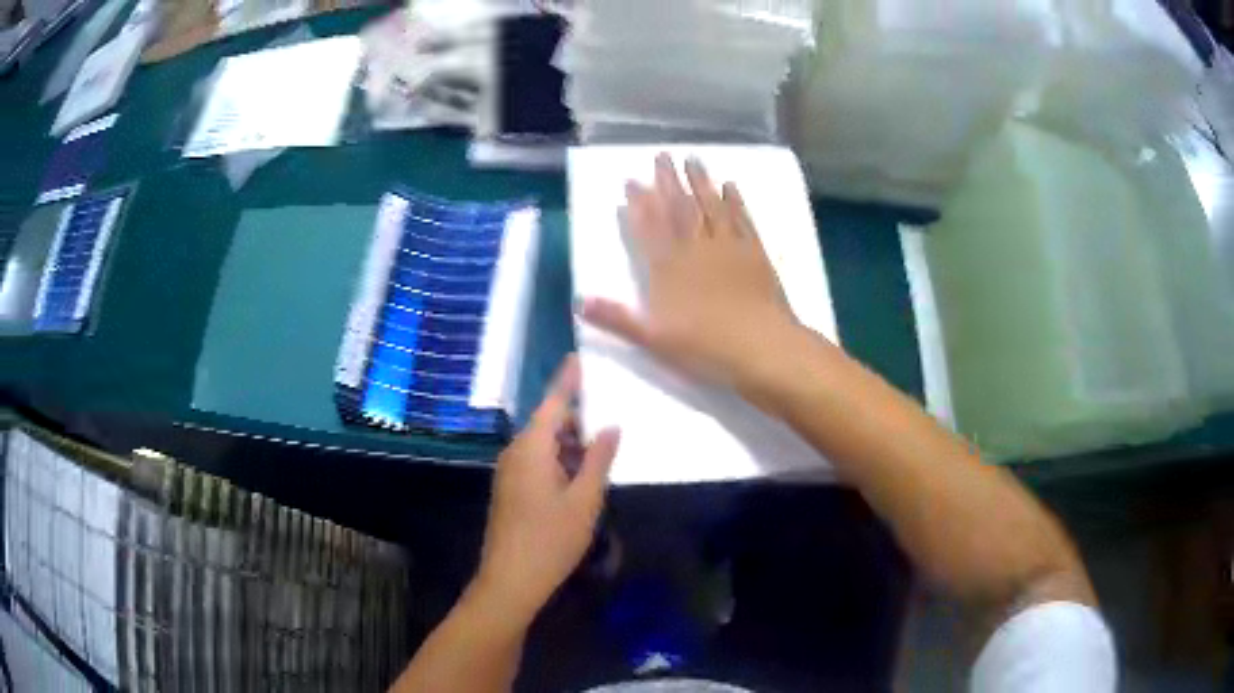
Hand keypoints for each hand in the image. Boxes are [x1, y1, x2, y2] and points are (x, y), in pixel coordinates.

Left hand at [474, 355, 619, 624]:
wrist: (511, 580)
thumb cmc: (551, 539)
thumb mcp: (584, 500)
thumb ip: (598, 459)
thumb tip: (610, 427)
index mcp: (532, 448)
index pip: (553, 402)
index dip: (567, 380)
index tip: (579, 357)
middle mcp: (515, 453)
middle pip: (547, 423)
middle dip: (576, 420)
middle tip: (609, 421)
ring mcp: (509, 472)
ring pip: (542, 444)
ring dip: (569, 445)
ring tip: (600, 454)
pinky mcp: (510, 489)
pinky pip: (536, 461)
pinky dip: (558, 461)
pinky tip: (579, 478)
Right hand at [580, 153, 799, 390]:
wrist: (761, 347)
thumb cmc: (704, 346)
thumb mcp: (652, 339)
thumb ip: (616, 318)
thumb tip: (578, 302)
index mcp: (668, 267)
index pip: (648, 227)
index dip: (638, 203)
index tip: (631, 181)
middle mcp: (695, 248)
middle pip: (679, 208)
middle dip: (667, 181)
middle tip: (661, 155)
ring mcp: (728, 246)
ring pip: (710, 206)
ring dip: (700, 181)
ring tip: (692, 159)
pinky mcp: (754, 252)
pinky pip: (742, 219)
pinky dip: (735, 201)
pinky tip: (730, 186)